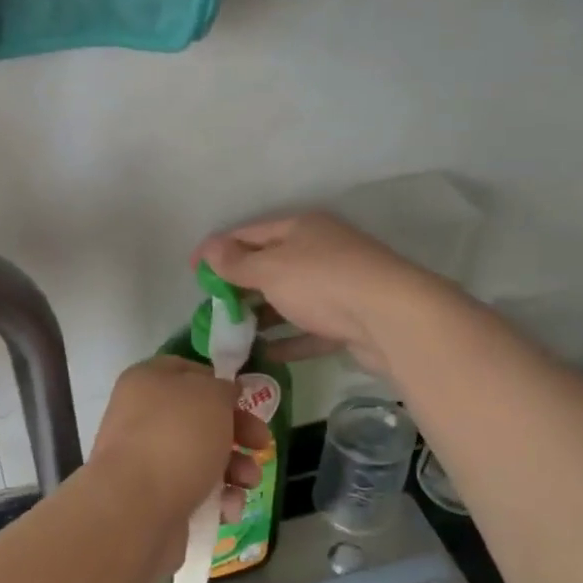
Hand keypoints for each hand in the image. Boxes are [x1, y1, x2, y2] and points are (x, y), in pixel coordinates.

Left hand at [90, 357, 268, 567]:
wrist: (137, 508)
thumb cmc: (177, 438)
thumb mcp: (211, 395)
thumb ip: (223, 388)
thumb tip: (223, 394)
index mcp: (147, 382)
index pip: (187, 371)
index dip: (219, 383)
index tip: (246, 399)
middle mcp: (142, 417)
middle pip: (201, 418)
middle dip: (239, 432)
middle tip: (261, 444)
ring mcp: (147, 460)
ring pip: (203, 458)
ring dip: (236, 469)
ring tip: (248, 482)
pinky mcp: (155, 498)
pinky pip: (196, 492)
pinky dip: (218, 499)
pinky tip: (228, 508)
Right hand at [196, 213, 432, 372]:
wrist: (390, 318)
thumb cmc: (322, 282)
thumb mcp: (270, 268)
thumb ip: (237, 262)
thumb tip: (209, 249)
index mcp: (301, 228)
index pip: (249, 232)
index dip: (217, 249)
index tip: (192, 272)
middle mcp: (320, 251)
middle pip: (270, 264)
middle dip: (239, 284)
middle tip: (212, 306)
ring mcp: (337, 286)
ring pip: (290, 298)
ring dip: (262, 314)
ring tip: (232, 333)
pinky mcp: (348, 320)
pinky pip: (309, 328)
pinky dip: (287, 339)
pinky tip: (264, 354)